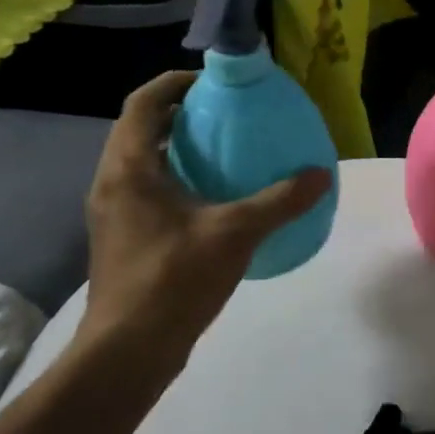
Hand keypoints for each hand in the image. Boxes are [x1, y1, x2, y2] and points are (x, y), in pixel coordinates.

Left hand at [80, 71, 330, 373]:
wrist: (128, 351)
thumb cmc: (173, 279)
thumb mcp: (235, 233)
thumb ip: (280, 201)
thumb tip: (321, 175)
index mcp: (129, 169)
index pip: (143, 104)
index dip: (175, 83)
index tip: (214, 82)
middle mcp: (113, 183)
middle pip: (142, 130)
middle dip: (182, 114)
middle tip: (228, 113)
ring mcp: (115, 213)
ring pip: (145, 162)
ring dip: (180, 147)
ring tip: (227, 149)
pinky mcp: (124, 238)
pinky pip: (150, 190)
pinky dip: (179, 178)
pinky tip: (217, 198)